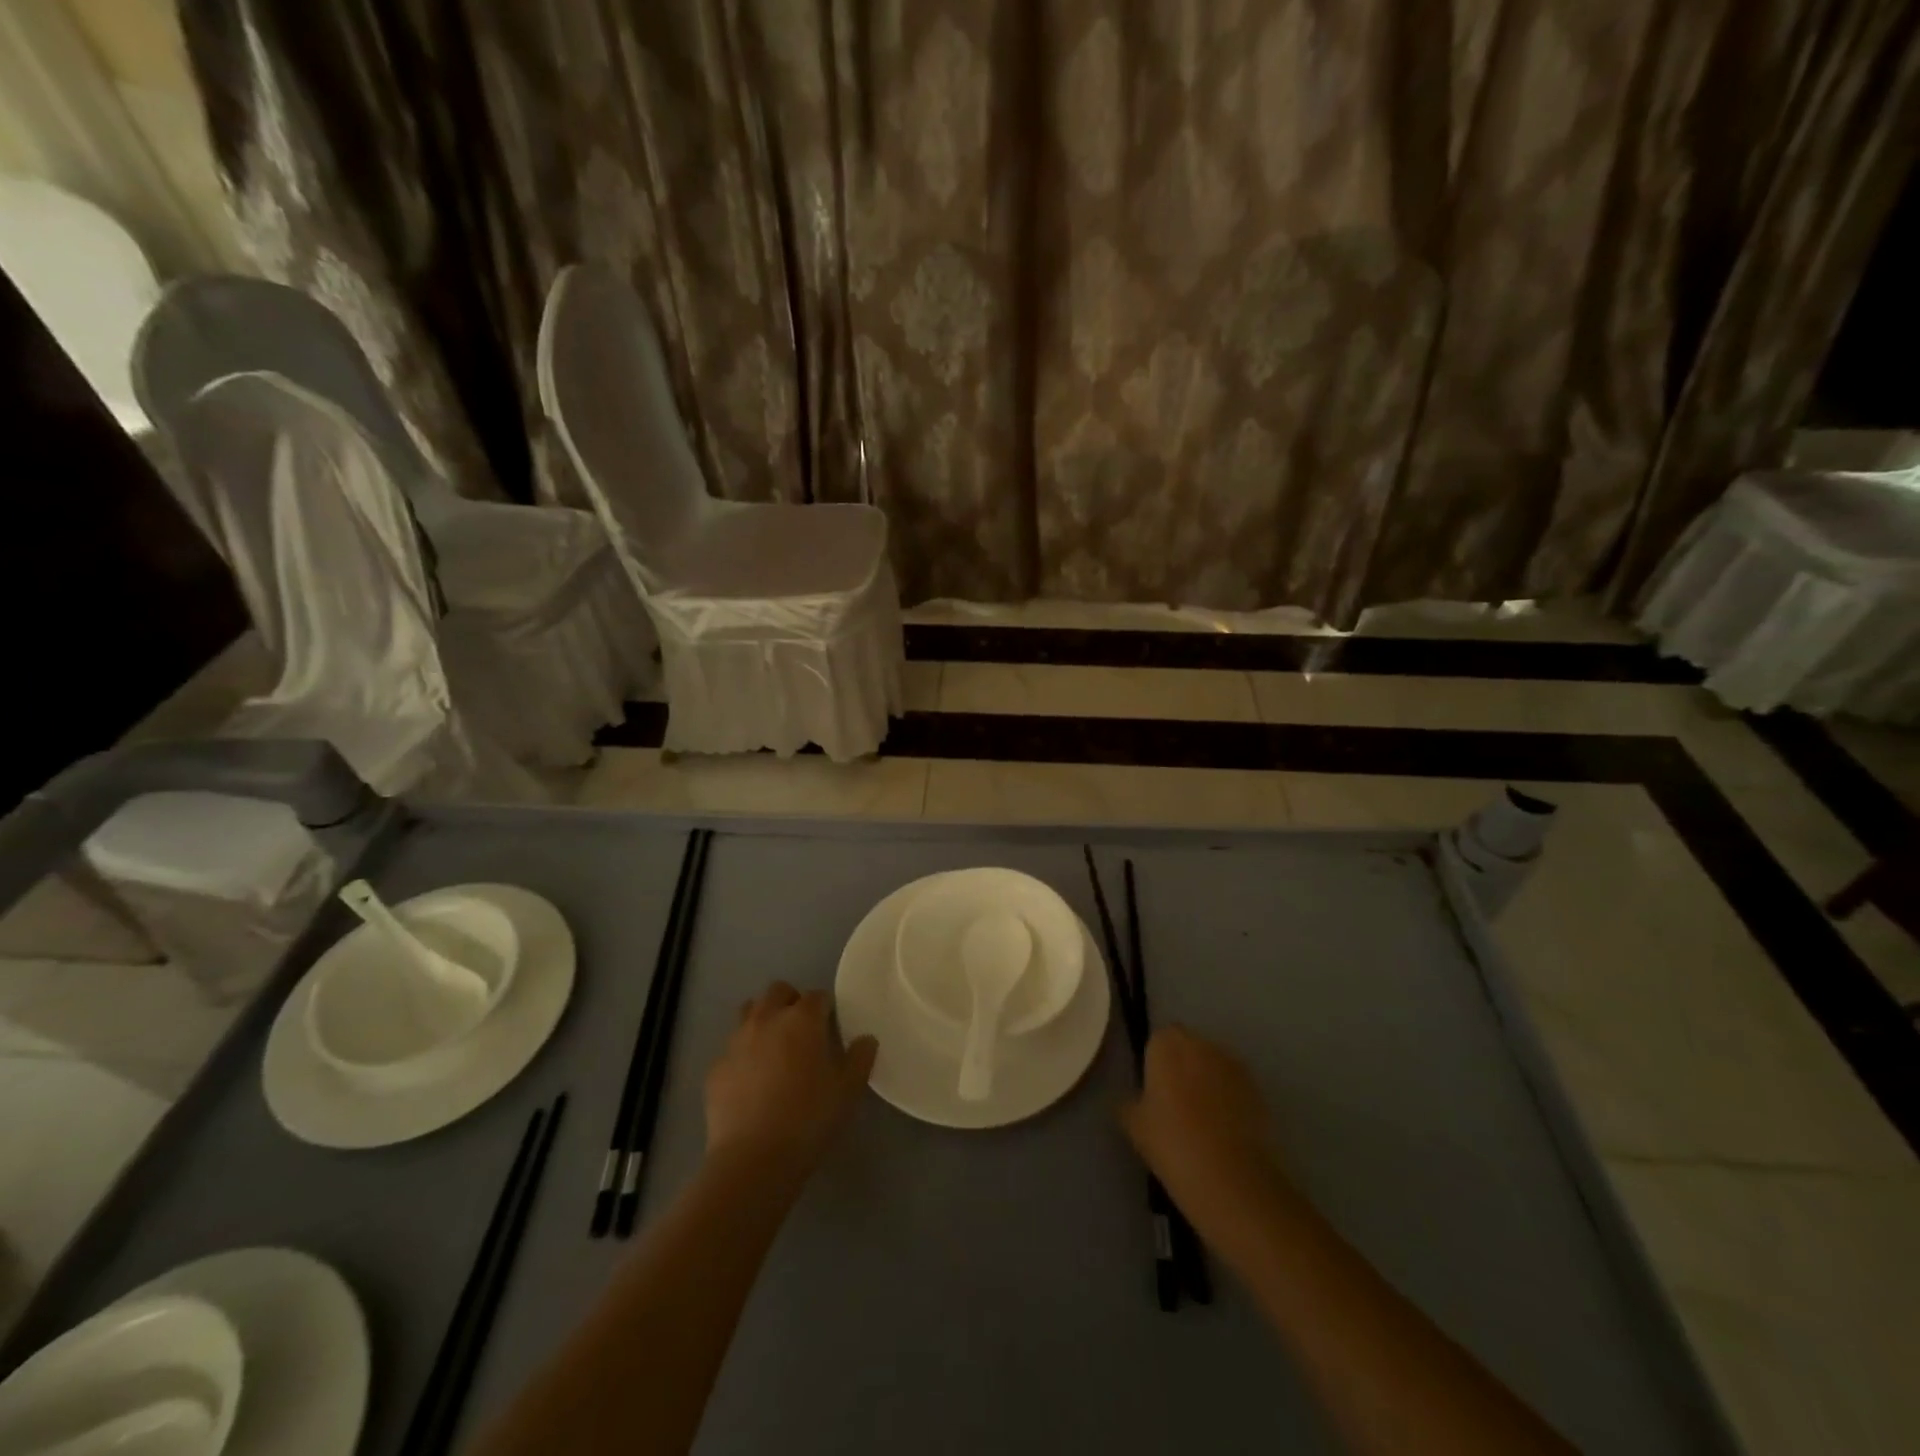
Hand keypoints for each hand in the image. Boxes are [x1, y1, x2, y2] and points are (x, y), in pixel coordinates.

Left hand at [704, 982, 876, 1185]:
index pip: (817, 996)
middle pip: (778, 991)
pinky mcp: (716, 1068)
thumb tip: (866, 1039)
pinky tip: (751, 1081)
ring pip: (749, 1011)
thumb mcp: (848, 1091)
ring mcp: (736, 1041)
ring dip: (763, 1019)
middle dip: (791, 1001)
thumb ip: (861, 1058)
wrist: (752, 1159)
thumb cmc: (809, 1119)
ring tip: (774, 1048)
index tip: (831, 1027)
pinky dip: (743, 1054)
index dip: (826, 1008)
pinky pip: (732, 1048)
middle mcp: (767, 1020)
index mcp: (802, 1020)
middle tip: (802, 1030)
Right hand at [1121, 1027, 1284, 1243]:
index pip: (1158, 1039)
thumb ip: (1129, 1103)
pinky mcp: (1258, 1089)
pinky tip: (1223, 1130)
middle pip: (1188, 1047)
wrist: (1231, 1179)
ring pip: (1214, 1064)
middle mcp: (1201, 1044)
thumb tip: (1133, 1099)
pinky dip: (1229, 1098)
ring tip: (1202, 1119)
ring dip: (1207, 1080)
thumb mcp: (1134, 1126)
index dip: (1155, 1062)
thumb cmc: (1172, 1144)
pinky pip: (1235, 1086)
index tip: (1153, 1089)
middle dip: (1182, 1066)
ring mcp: (1234, 1065)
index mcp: (1167, 1045)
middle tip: (1174, 1103)